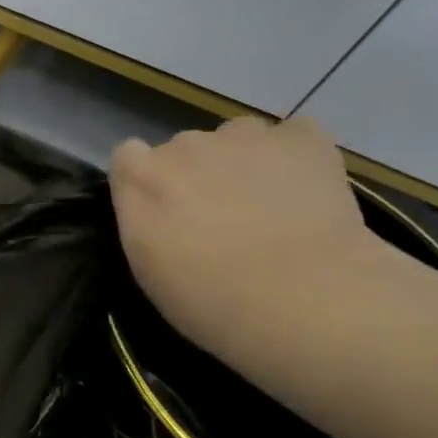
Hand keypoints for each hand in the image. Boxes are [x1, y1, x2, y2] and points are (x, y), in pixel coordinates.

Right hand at [110, 117, 385, 361]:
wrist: (302, 300)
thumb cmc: (210, 301)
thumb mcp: (147, 270)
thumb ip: (143, 222)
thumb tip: (158, 208)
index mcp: (141, 179)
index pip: (129, 157)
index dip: (148, 182)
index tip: (164, 213)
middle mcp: (185, 145)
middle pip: (184, 149)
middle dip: (197, 176)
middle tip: (223, 221)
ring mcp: (244, 136)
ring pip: (237, 139)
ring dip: (244, 164)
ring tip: (271, 208)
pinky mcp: (302, 137)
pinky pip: (293, 137)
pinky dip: (296, 159)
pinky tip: (308, 193)